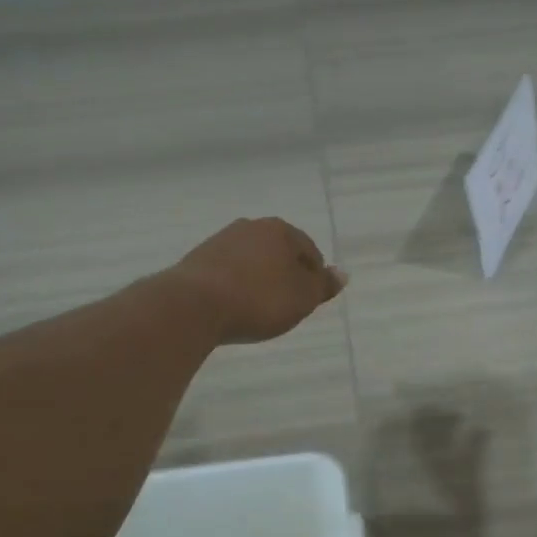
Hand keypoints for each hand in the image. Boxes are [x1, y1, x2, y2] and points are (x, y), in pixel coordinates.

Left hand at [168, 218, 346, 344]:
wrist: (193, 306)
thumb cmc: (259, 300)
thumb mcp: (302, 298)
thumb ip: (323, 285)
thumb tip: (343, 273)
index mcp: (281, 230)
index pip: (310, 251)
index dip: (314, 278)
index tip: (308, 302)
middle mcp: (250, 227)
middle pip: (279, 252)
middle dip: (286, 275)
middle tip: (286, 305)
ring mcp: (220, 241)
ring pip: (252, 260)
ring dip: (259, 280)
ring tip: (258, 309)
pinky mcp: (197, 259)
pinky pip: (228, 272)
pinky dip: (236, 285)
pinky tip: (234, 306)